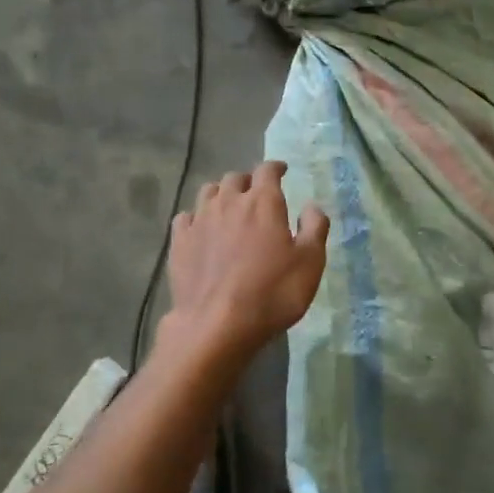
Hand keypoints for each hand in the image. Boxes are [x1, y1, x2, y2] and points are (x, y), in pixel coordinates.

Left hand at [164, 162, 328, 356]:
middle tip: (255, 195)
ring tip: (228, 207)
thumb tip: (312, 206)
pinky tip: (200, 230)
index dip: (275, 168)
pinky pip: (185, 217)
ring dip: (221, 194)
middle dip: (247, 182)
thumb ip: (314, 228)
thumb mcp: (310, 263)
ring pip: (208, 192)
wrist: (217, 324)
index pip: (267, 170)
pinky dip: (195, 217)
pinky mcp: (179, 242)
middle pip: (235, 178)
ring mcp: (199, 220)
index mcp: (263, 202)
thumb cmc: (272, 293)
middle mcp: (228, 202)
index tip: (282, 171)